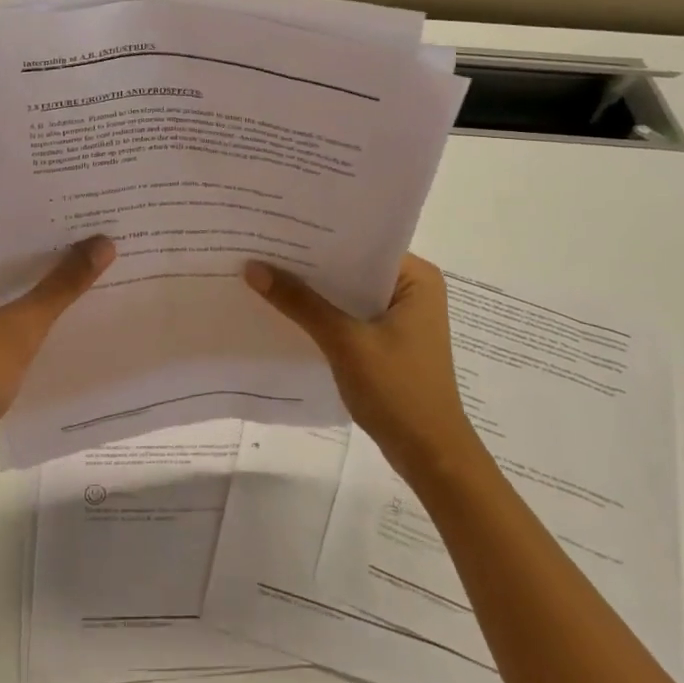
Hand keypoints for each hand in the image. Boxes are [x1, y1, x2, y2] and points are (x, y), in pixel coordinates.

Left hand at [0, 238, 115, 480]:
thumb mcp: (21, 325)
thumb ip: (63, 284)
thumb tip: (104, 243)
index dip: (39, 221)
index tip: (80, 211)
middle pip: (5, 257)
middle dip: (47, 251)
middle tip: (96, 232)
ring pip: (8, 285)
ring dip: (42, 281)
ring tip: (92, 260)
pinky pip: (7, 310)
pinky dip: (33, 308)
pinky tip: (71, 303)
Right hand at [244, 254, 477, 479]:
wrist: (430, 455)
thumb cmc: (398, 390)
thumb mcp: (345, 342)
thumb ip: (301, 303)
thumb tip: (253, 268)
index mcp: (416, 278)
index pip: (362, 242)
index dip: (320, 235)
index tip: (279, 227)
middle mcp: (412, 290)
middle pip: (352, 267)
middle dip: (311, 263)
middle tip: (262, 246)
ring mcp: (401, 317)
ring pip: (348, 293)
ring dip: (314, 291)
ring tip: (265, 273)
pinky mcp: (388, 341)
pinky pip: (349, 316)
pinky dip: (323, 315)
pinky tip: (287, 311)